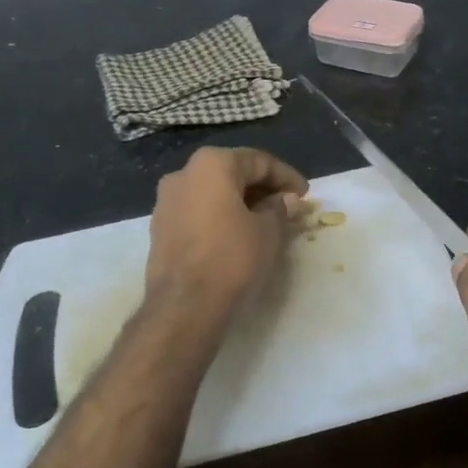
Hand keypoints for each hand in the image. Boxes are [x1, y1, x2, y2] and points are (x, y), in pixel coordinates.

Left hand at [145, 146, 307, 316]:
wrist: (184, 306)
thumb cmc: (232, 258)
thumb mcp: (268, 231)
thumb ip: (280, 208)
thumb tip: (286, 200)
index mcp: (211, 164)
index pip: (259, 161)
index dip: (287, 177)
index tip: (306, 195)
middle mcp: (183, 173)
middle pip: (233, 173)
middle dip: (263, 188)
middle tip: (288, 207)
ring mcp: (166, 201)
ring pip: (213, 192)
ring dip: (241, 203)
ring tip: (266, 222)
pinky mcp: (161, 227)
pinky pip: (199, 211)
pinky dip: (221, 216)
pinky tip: (239, 234)